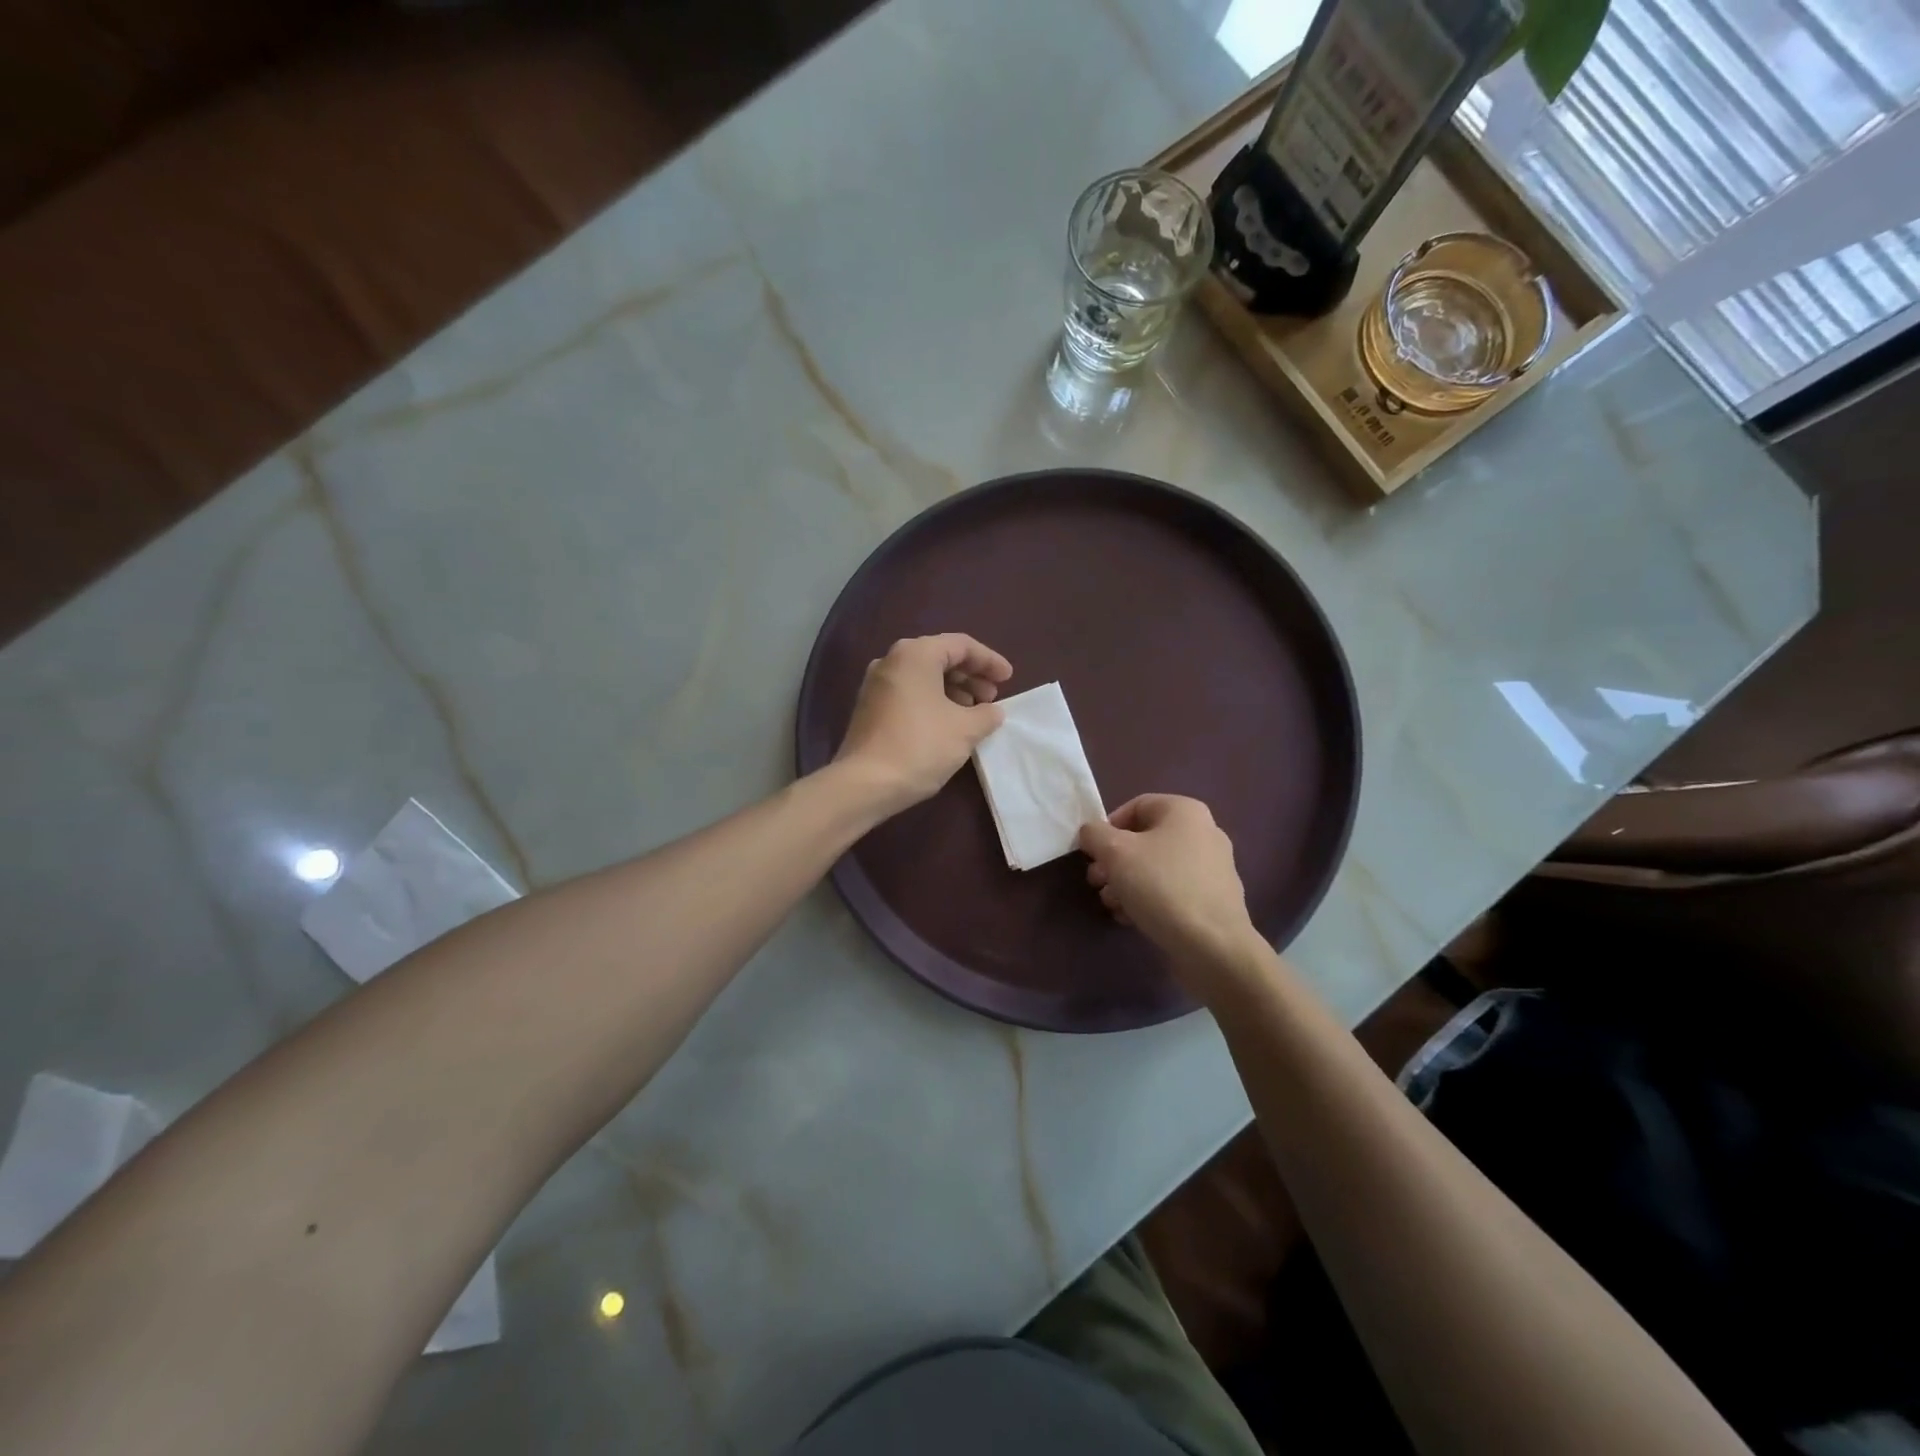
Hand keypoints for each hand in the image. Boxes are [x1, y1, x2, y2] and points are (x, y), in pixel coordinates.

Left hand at [834, 634, 1012, 814]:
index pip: (961, 645)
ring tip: (974, 713)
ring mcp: (876, 684)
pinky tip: (948, 724)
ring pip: (924, 677)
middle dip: (971, 676)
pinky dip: (933, 701)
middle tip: (992, 697)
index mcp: (915, 654)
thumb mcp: (965, 730)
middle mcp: (892, 660)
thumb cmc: (920, 746)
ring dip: (953, 690)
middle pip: (940, 658)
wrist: (865, 784)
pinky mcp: (870, 708)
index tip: (1008, 679)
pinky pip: (909, 693)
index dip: (989, 661)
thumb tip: (993, 711)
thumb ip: (986, 714)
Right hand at [1079, 795, 1262, 992]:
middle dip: (1114, 861)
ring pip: (1156, 867)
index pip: (1136, 806)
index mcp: (1185, 811)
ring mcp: (1212, 868)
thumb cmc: (1161, 886)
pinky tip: (1131, 918)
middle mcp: (1203, 833)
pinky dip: (1149, 899)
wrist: (1212, 946)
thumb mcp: (1115, 852)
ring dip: (1126, 883)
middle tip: (1096, 882)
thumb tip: (1091, 833)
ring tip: (1111, 905)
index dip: (1107, 827)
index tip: (1092, 853)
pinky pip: (1172, 890)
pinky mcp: (1213, 900)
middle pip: (1144, 839)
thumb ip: (1094, 834)